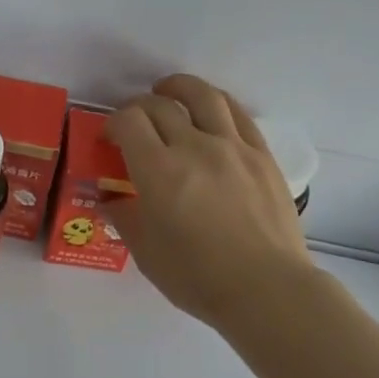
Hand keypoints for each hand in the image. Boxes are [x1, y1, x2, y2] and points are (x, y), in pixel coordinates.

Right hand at [103, 75, 316, 330]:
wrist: (268, 290)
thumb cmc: (198, 277)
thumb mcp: (146, 253)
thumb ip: (125, 217)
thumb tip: (112, 200)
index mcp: (159, 170)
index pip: (129, 121)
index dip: (113, 123)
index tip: (110, 139)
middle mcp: (194, 147)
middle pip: (160, 105)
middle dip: (139, 108)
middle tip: (134, 123)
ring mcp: (232, 147)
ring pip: (203, 96)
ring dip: (179, 87)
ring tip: (169, 91)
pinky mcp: (261, 155)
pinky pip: (237, 114)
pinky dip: (216, 103)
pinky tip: (209, 110)